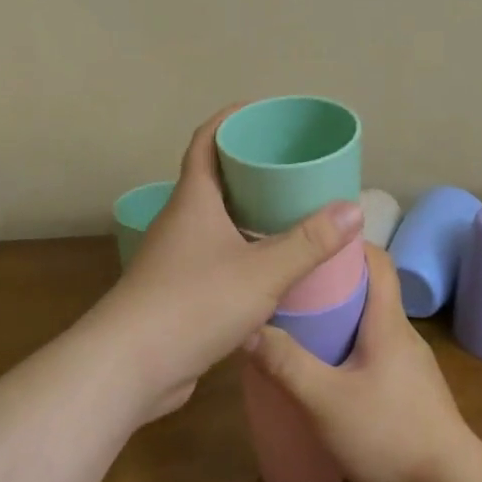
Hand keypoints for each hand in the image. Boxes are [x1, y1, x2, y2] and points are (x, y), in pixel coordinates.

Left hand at [97, 106, 362, 416]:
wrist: (128, 368)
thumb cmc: (193, 303)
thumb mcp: (261, 271)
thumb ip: (309, 242)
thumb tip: (354, 209)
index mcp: (193, 199)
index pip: (207, 140)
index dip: (232, 119)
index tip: (265, 113)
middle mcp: (181, 220)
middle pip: (215, 178)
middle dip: (252, 167)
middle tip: (294, 166)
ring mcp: (176, 257)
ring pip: (216, 221)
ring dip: (249, 213)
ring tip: (292, 213)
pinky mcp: (177, 291)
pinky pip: (215, 256)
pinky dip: (242, 251)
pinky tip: (270, 267)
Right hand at [243, 245, 480, 481]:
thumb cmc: (390, 434)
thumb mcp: (326, 400)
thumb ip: (286, 364)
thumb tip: (247, 328)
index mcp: (388, 323)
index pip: (378, 261)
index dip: (349, 243)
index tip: (312, 240)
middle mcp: (403, 336)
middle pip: (370, 292)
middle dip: (332, 284)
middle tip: (290, 288)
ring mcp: (410, 367)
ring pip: (371, 328)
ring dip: (340, 322)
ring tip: (299, 330)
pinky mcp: (410, 395)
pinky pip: (376, 357)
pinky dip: (349, 353)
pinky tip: (325, 378)